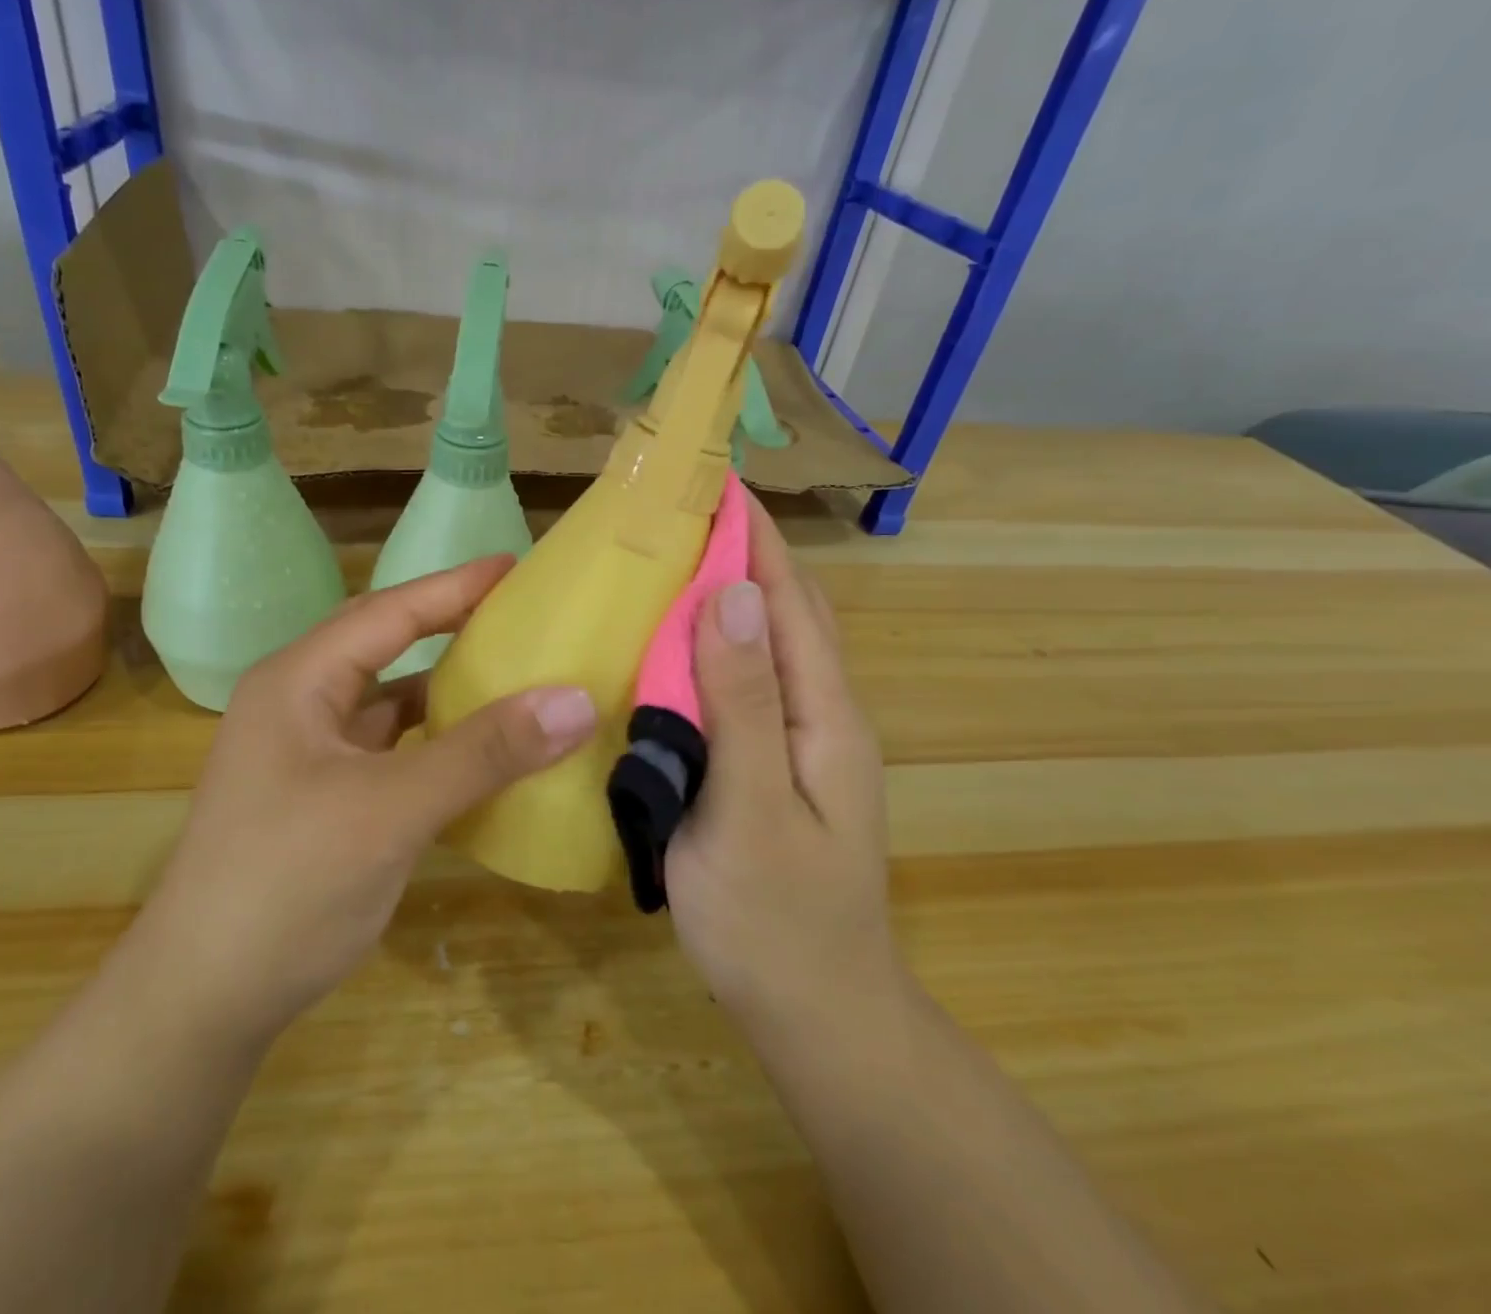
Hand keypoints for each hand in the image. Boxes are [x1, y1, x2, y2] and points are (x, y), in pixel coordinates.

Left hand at [129, 557, 596, 1053]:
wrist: (202, 1002)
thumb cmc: (287, 884)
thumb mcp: (391, 809)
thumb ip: (484, 752)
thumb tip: (576, 700)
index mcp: (299, 682)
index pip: (389, 611)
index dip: (454, 586)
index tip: (516, 566)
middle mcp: (299, 706)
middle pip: (387, 649)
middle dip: (451, 627)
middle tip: (519, 614)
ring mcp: (309, 756)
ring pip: (390, 704)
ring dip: (446, 691)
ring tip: (512, 675)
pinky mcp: (324, 800)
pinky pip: (392, 751)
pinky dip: (436, 744)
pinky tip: (480, 754)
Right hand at [665, 496, 898, 1047]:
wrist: (818, 1014)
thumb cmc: (776, 920)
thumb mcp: (751, 811)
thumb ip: (743, 704)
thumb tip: (730, 595)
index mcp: (824, 715)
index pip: (789, 600)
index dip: (754, 537)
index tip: (712, 480)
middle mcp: (821, 715)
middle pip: (787, 613)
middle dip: (744, 553)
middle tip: (680, 513)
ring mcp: (800, 743)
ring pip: (767, 648)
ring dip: (729, 595)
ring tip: (670, 562)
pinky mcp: (772, 767)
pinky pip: (745, 686)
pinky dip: (713, 649)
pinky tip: (672, 650)